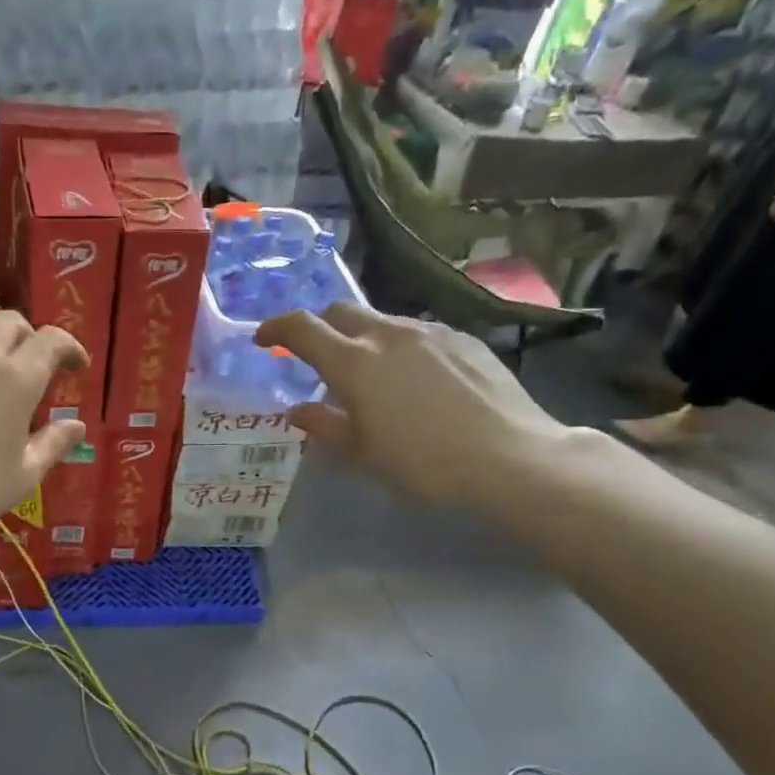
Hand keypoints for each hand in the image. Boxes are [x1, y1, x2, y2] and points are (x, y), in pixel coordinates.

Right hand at [255, 304, 569, 509]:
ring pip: (381, 320)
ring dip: (362, 338)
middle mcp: (388, 334)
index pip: (302, 328)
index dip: (276, 328)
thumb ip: (324, 426)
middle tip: (317, 359)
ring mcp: (430, 332)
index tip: (264, 339)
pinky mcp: (463, 338)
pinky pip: (417, 333)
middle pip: (341, 311)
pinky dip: (399, 347)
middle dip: (320, 328)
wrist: (511, 457)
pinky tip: (415, 380)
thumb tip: (298, 410)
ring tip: (371, 375)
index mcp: (354, 362)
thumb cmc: (423, 463)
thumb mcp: (362, 454)